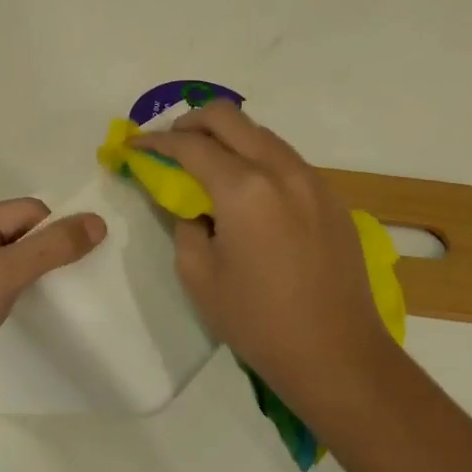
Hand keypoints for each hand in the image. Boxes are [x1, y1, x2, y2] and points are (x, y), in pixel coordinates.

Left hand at [0, 199, 106, 422]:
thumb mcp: (2, 275)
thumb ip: (51, 247)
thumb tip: (98, 221)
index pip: (25, 211)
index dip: (55, 229)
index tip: (82, 258)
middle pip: (16, 233)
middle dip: (46, 251)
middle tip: (77, 279)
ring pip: (7, 262)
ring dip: (32, 274)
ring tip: (57, 297)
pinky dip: (15, 294)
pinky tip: (26, 312)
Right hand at [130, 103, 399, 425]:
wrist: (337, 354)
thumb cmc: (258, 321)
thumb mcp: (199, 276)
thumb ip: (184, 225)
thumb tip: (189, 203)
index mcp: (243, 188)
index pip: (190, 145)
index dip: (155, 142)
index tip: (134, 145)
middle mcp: (281, 170)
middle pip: (229, 116)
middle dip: (191, 122)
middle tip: (170, 145)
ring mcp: (313, 180)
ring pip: (262, 134)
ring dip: (228, 138)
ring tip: (207, 166)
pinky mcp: (332, 198)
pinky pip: (286, 160)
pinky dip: (258, 159)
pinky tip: (248, 192)